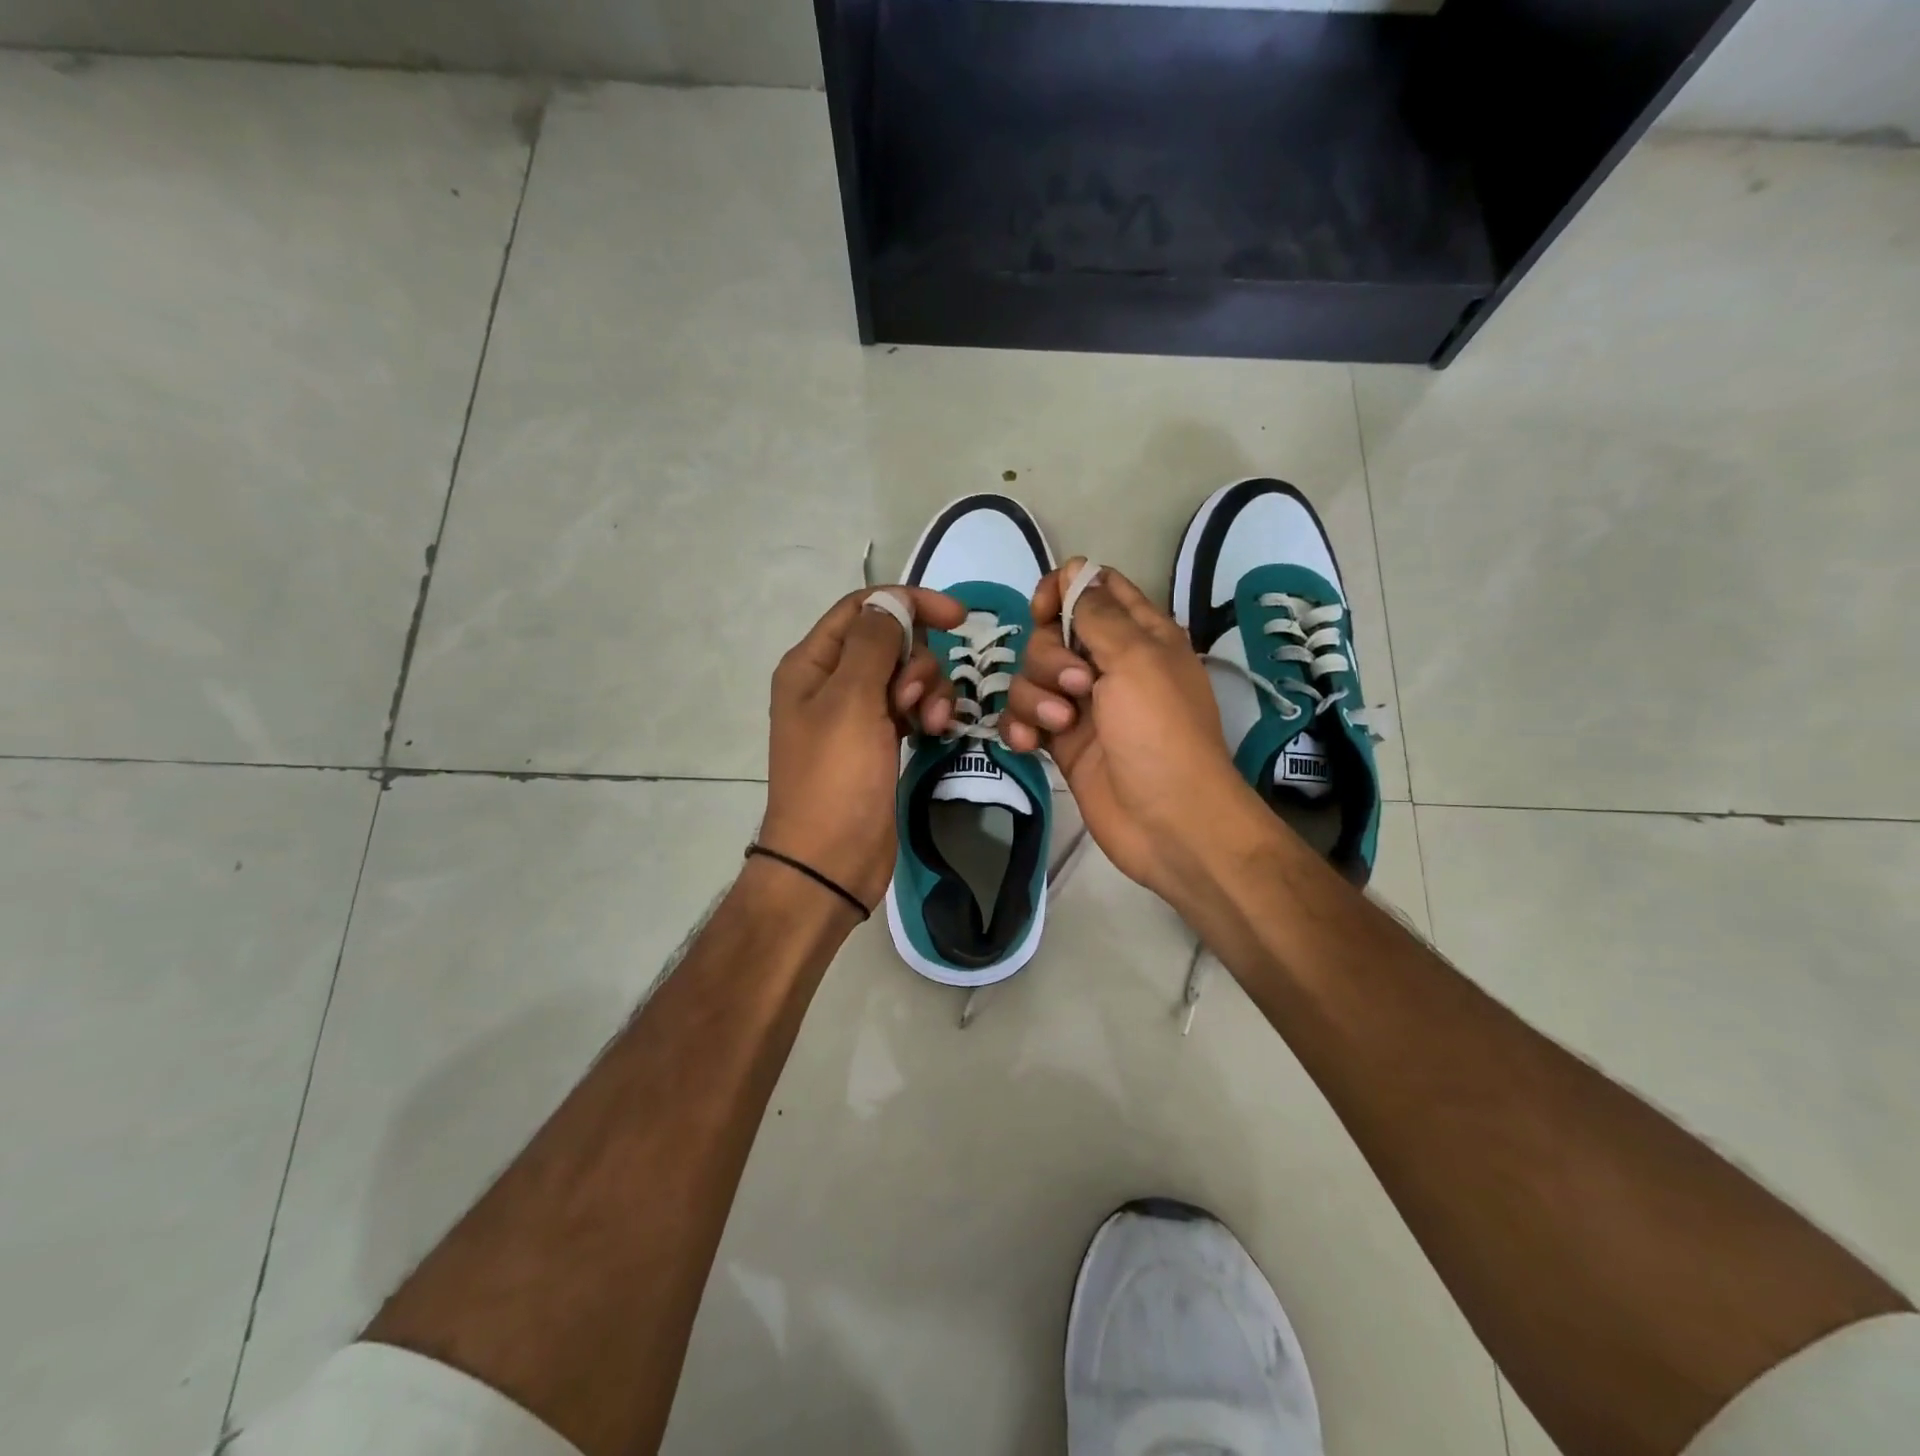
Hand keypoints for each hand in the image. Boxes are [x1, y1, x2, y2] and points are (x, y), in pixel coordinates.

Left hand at [760, 586, 965, 909]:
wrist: (829, 861)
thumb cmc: (836, 779)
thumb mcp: (851, 702)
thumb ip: (874, 644)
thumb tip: (892, 602)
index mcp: (812, 664)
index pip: (863, 609)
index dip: (909, 604)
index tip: (959, 617)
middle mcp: (831, 683)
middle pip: (889, 641)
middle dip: (918, 660)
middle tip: (918, 697)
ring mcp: (855, 715)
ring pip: (905, 676)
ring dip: (929, 690)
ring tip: (934, 724)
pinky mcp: (878, 742)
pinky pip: (910, 708)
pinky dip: (927, 713)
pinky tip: (937, 732)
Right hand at [1002, 561, 1258, 904]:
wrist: (1168, 821)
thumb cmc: (1160, 732)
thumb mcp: (1137, 659)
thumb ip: (1099, 614)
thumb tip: (1076, 573)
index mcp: (1139, 634)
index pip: (1092, 588)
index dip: (1062, 591)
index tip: (1045, 612)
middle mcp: (1108, 664)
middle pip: (1051, 634)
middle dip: (1049, 658)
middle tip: (1076, 687)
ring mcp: (1082, 705)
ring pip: (1031, 677)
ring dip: (1034, 698)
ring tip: (1059, 726)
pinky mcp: (1061, 742)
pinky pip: (1023, 718)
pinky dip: (1020, 727)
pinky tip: (1028, 746)